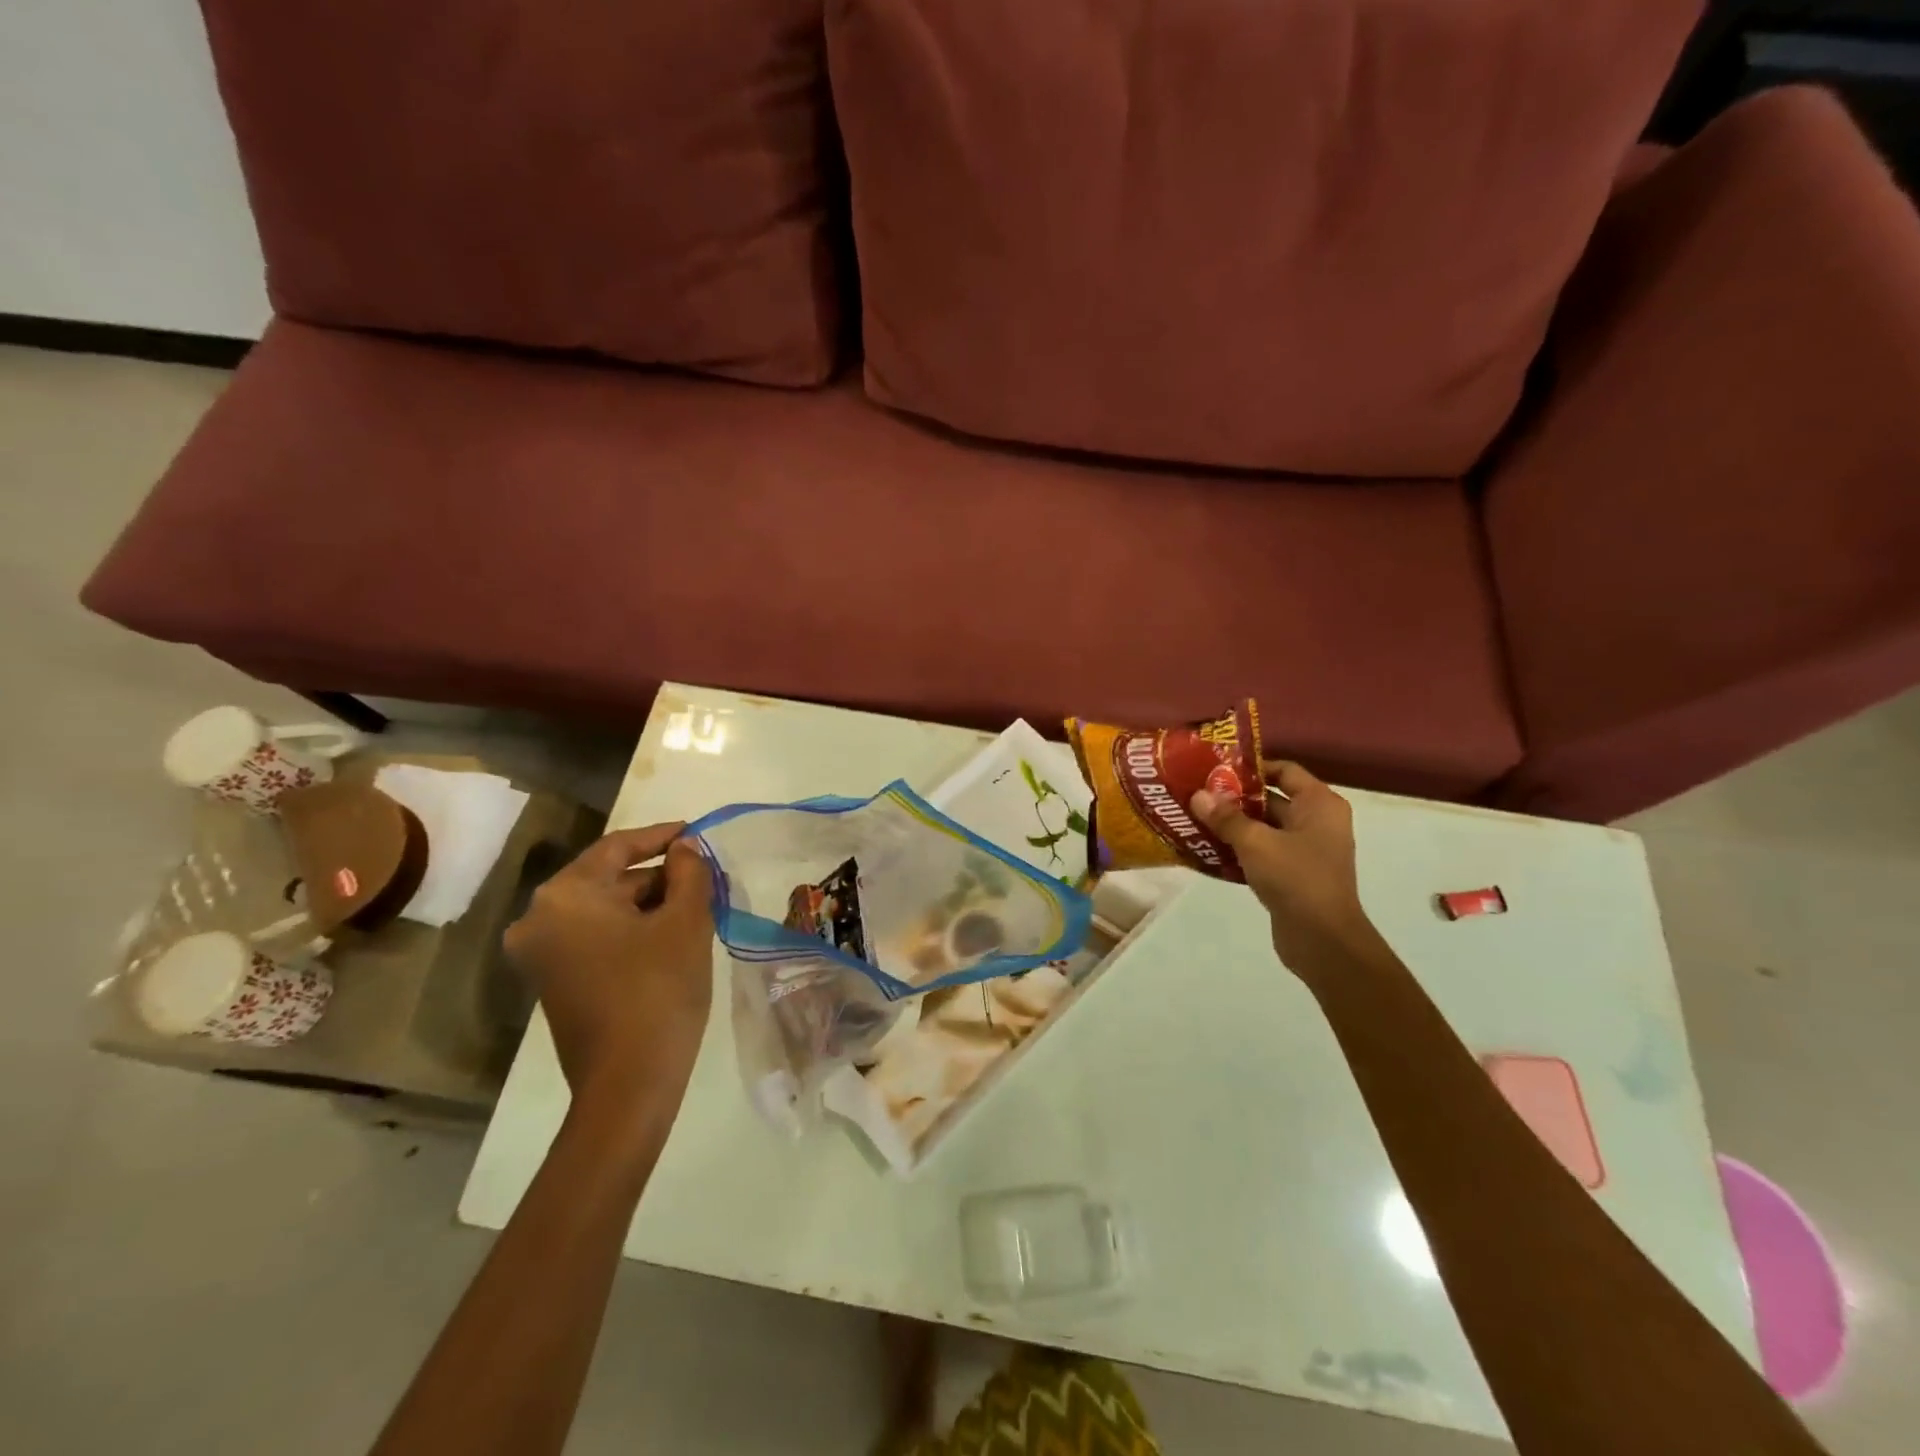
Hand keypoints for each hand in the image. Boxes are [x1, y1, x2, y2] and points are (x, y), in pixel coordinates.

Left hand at [504, 823, 714, 1124]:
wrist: (628, 1085)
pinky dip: (632, 929)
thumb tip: (685, 849)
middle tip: (705, 876)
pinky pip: (596, 937)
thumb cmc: (659, 991)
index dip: (662, 836)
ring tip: (697, 906)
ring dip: (649, 903)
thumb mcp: (686, 922)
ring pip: (604, 909)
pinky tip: (671, 936)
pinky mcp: (554, 982)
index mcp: (565, 896)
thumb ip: (689, 872)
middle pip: (609, 878)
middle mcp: (539, 919)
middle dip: (659, 875)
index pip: (617, 847)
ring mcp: (542, 955)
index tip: (698, 833)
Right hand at [1191, 762, 1380, 973]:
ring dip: (1232, 825)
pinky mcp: (1293, 875)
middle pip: (1270, 799)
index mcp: (1319, 804)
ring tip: (1194, 819)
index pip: (1284, 770)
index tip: (1215, 769)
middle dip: (1234, 798)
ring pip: (1263, 828)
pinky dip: (1238, 850)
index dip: (1251, 767)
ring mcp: (1306, 850)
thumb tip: (1198, 795)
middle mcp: (1317, 822)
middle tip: (1197, 794)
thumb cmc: (1296, 878)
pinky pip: (1262, 853)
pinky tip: (1207, 850)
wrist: (1323, 941)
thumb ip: (1225, 818)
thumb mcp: (1255, 842)